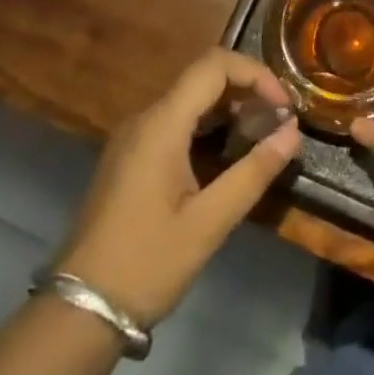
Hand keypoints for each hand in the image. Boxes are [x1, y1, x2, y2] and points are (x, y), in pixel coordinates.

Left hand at [55, 49, 300, 325]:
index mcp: (162, 123)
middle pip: (203, 77)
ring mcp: (133, 136)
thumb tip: (293, 132)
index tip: (284, 107)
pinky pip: (175, 121)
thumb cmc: (146, 263)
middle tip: (280, 122)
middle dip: (247, 90)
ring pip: (190, 99)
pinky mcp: (130, 156)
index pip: (214, 64)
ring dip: (229, 108)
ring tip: (261, 137)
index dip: (256, 73)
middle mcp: (145, 118)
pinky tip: (227, 155)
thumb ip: (253, 172)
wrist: (80, 310)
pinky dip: (208, 125)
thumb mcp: (209, 222)